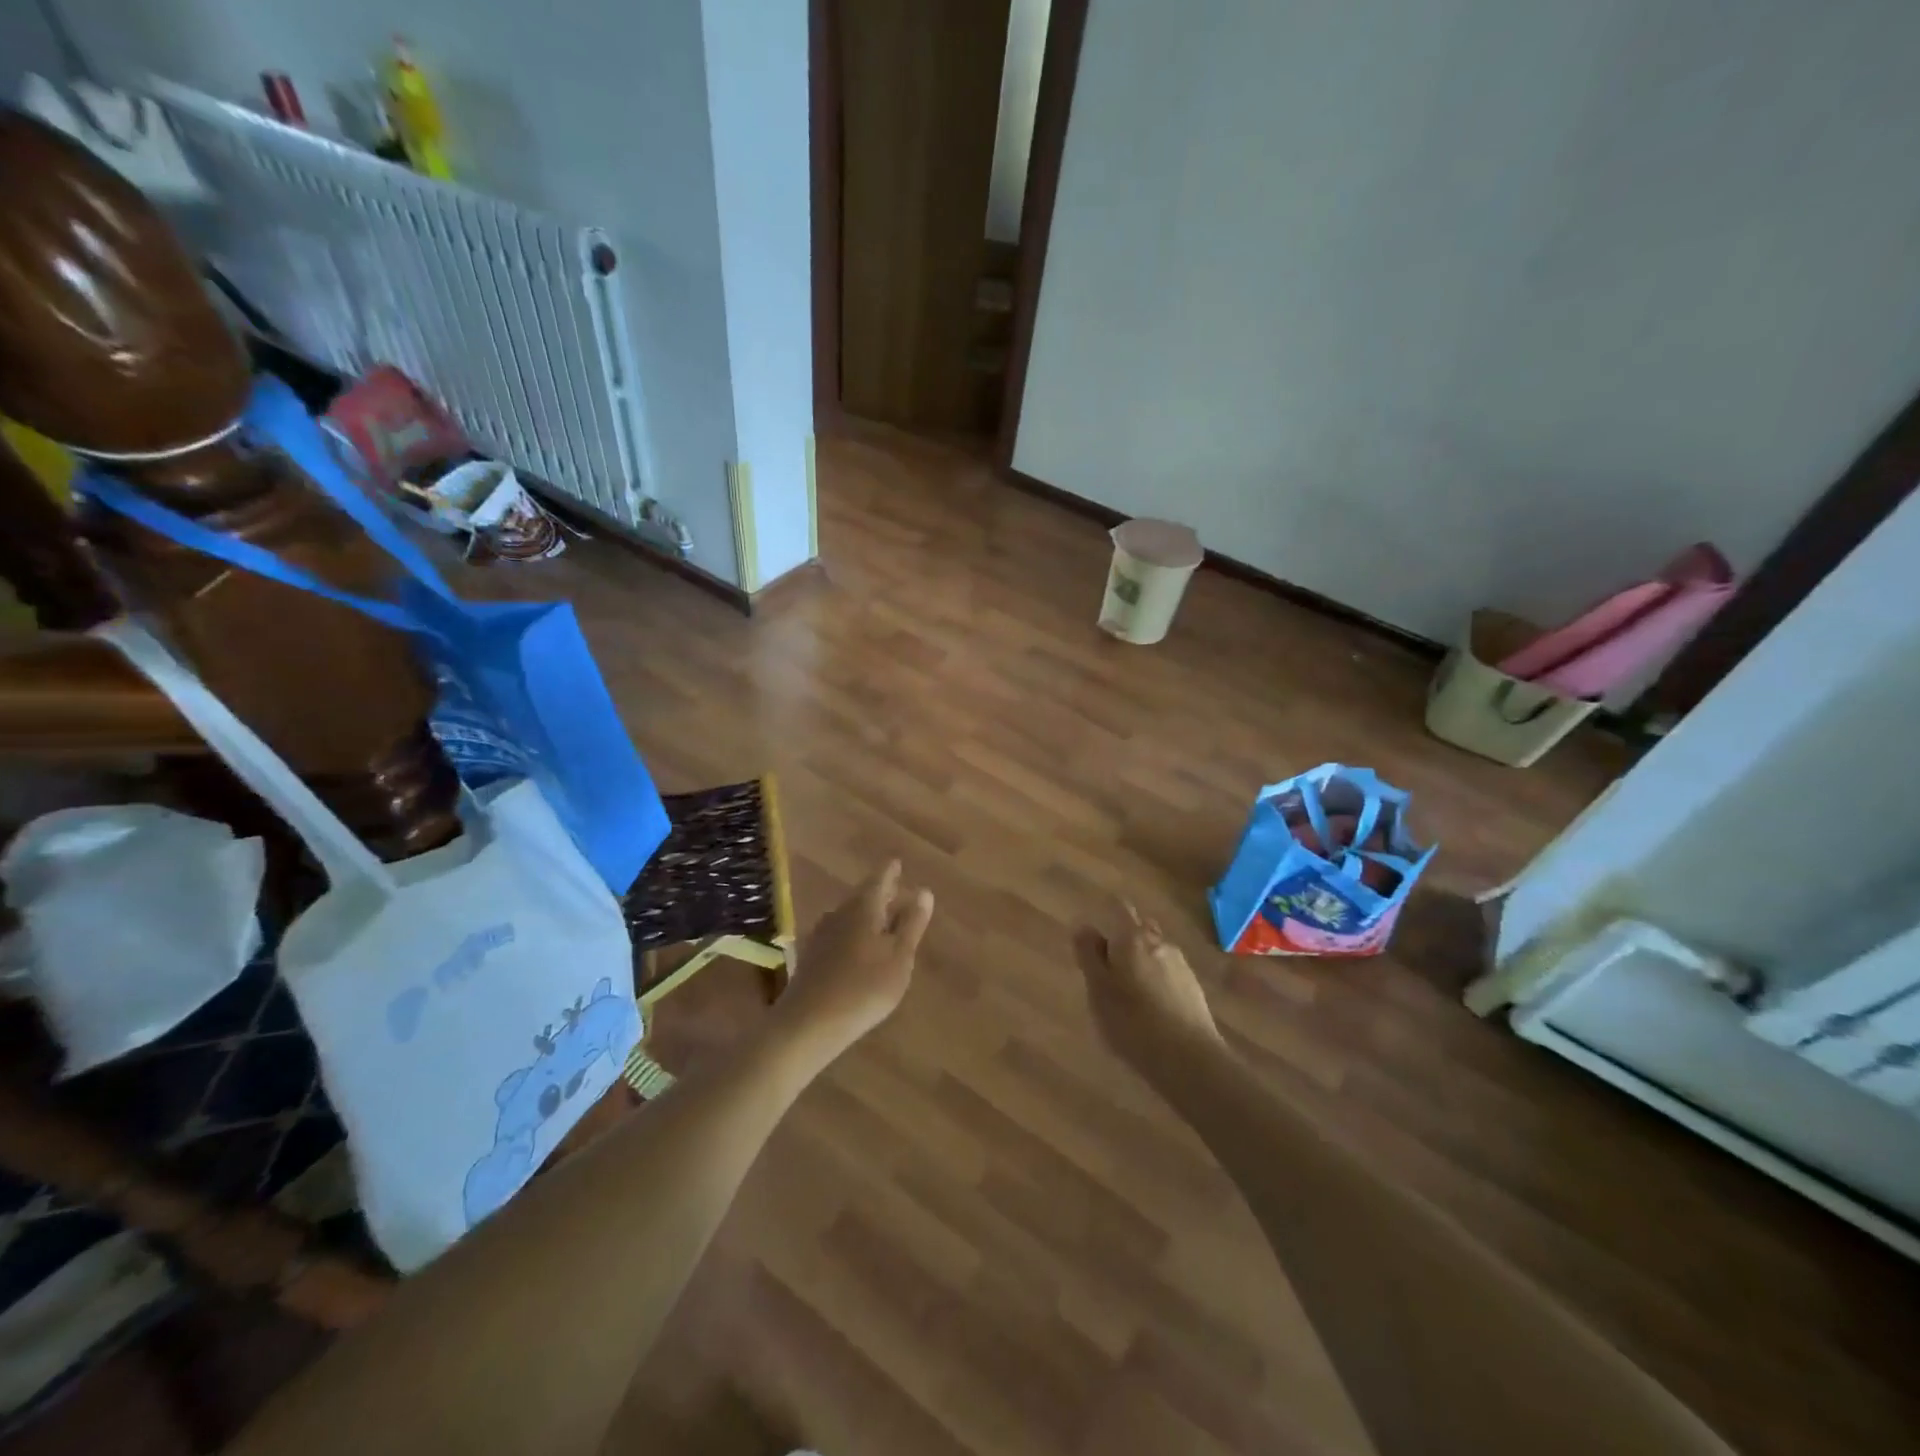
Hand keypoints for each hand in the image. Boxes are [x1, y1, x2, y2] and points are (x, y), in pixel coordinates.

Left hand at [775, 860, 933, 1058]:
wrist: (808, 1023)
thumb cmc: (864, 987)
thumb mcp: (899, 957)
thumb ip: (912, 924)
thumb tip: (923, 891)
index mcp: (864, 907)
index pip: (880, 878)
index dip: (890, 871)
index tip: (897, 863)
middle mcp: (840, 913)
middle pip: (862, 896)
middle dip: (880, 893)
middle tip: (896, 890)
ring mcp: (821, 934)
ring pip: (849, 915)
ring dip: (866, 915)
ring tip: (882, 921)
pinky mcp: (812, 956)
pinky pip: (839, 934)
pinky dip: (853, 934)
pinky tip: (858, 949)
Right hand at [1073, 905, 1223, 1067]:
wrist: (1189, 1059)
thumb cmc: (1132, 1022)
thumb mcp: (1098, 990)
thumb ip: (1089, 955)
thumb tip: (1084, 926)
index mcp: (1131, 937)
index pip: (1119, 908)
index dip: (1107, 915)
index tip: (1095, 935)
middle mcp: (1158, 942)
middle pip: (1139, 928)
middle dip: (1124, 939)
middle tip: (1107, 967)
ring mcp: (1180, 964)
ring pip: (1155, 951)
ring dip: (1141, 961)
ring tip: (1128, 992)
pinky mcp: (1194, 988)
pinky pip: (1168, 973)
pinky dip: (1157, 981)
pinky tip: (1151, 1008)